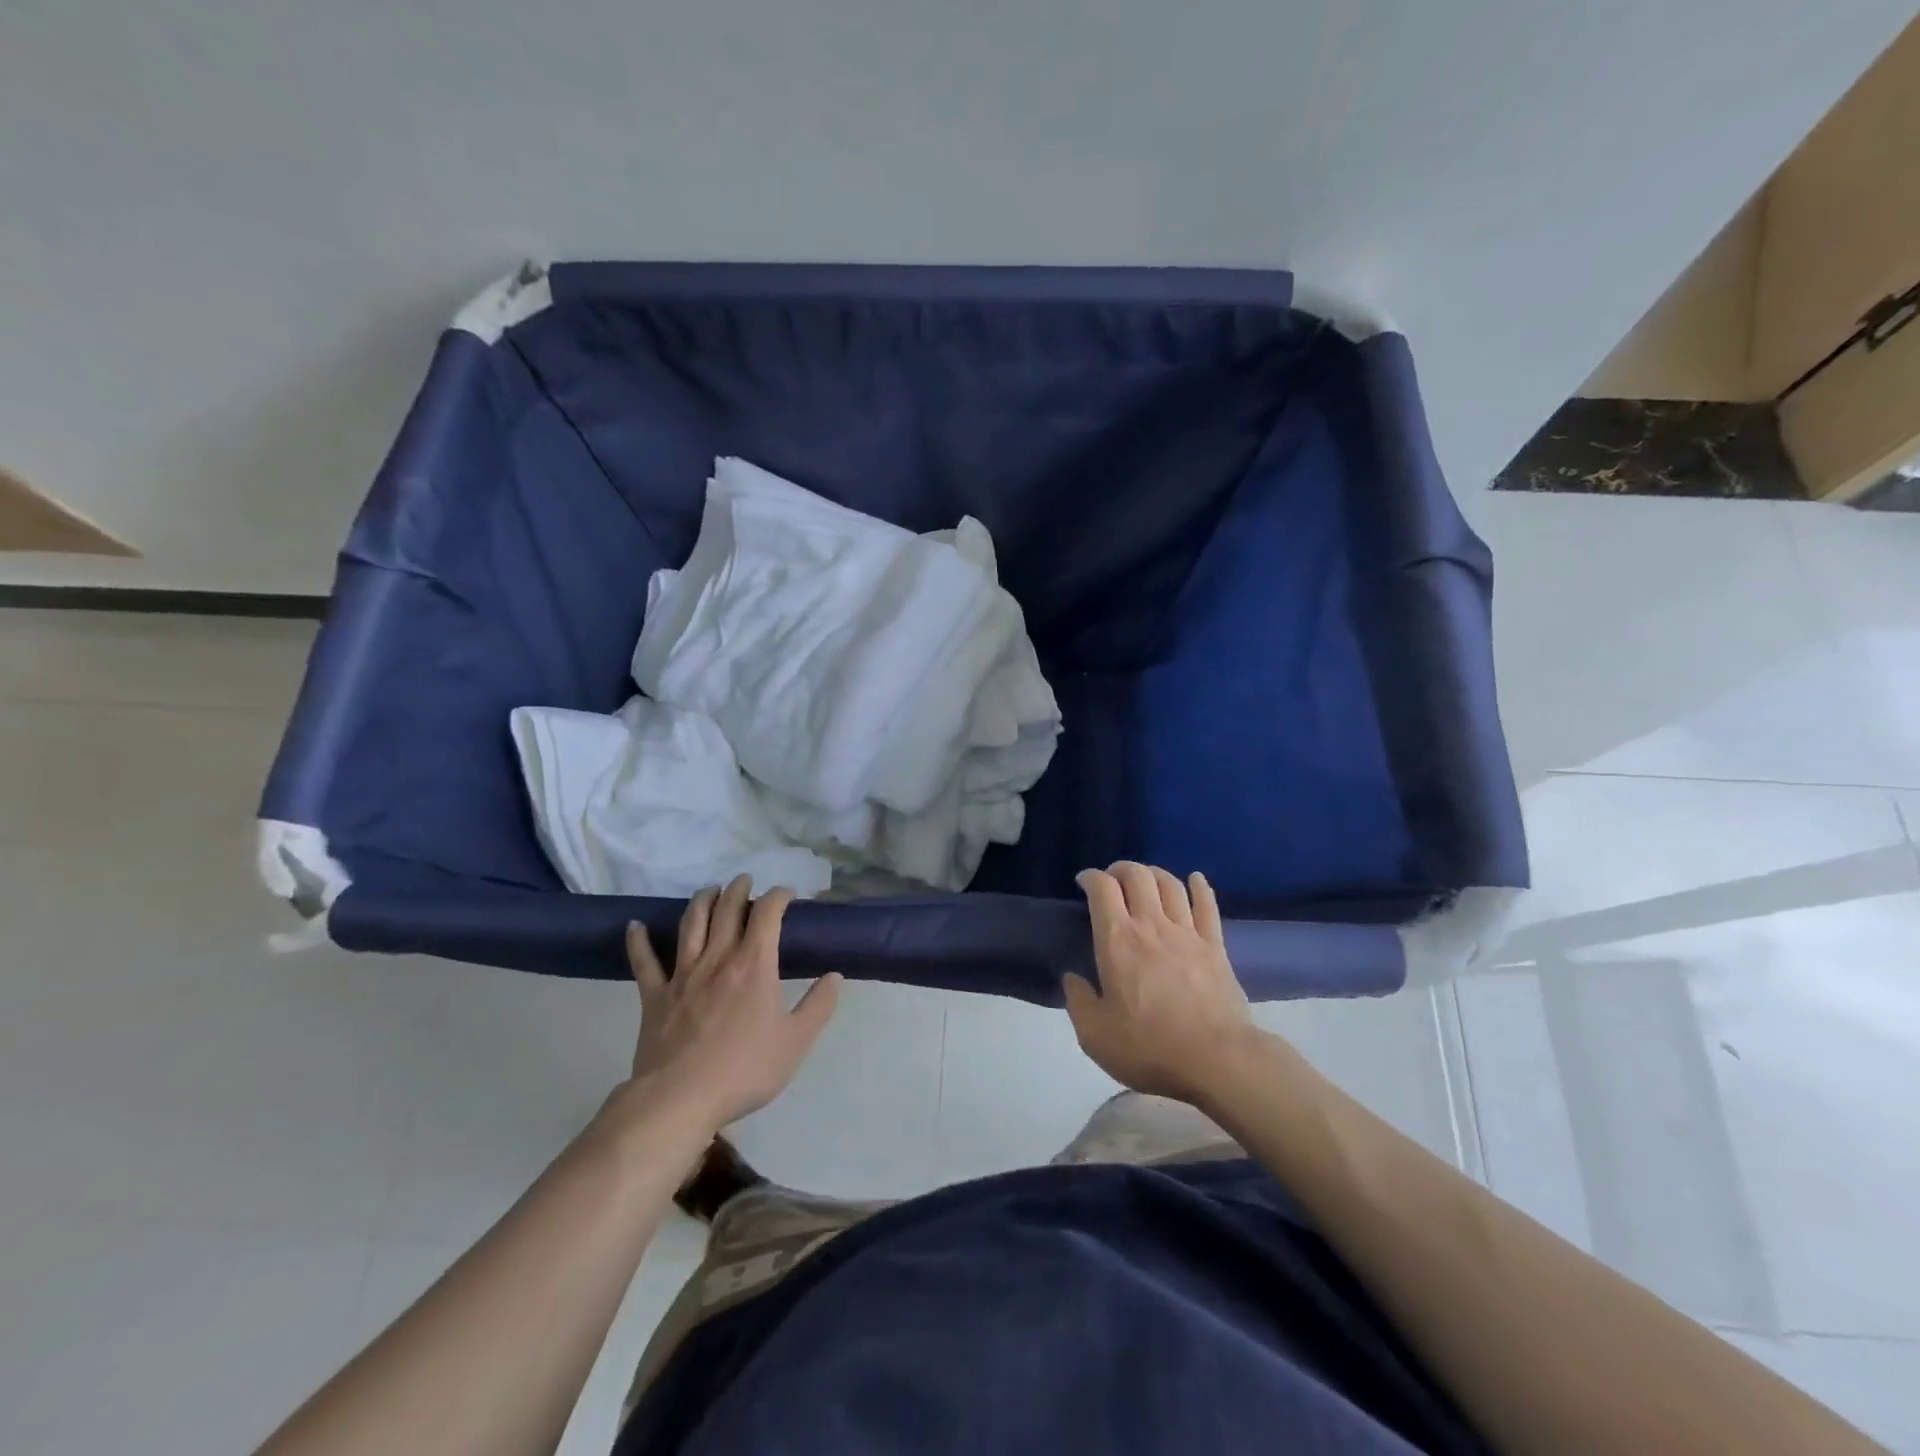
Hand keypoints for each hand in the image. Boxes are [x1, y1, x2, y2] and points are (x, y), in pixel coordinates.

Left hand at [625, 876, 841, 1129]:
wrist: (680, 1099)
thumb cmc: (744, 1070)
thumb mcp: (796, 1042)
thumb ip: (818, 1006)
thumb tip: (834, 977)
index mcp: (755, 965)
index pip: (768, 913)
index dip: (778, 896)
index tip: (787, 895)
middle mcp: (719, 958)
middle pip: (728, 909)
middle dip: (740, 889)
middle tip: (746, 882)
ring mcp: (683, 974)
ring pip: (692, 924)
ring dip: (702, 900)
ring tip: (710, 890)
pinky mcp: (655, 995)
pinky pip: (644, 961)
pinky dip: (639, 940)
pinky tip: (635, 925)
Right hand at [1062, 862, 1256, 1106]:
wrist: (1218, 1061)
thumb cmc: (1150, 1047)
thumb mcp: (1095, 1035)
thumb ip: (1078, 1001)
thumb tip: (1072, 978)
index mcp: (1118, 940)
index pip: (1102, 888)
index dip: (1090, 877)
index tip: (1083, 882)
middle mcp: (1151, 925)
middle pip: (1138, 875)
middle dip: (1121, 869)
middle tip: (1112, 880)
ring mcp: (1187, 933)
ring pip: (1170, 884)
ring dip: (1154, 873)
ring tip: (1145, 879)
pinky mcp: (1215, 947)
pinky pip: (1207, 906)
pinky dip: (1200, 887)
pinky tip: (1195, 879)